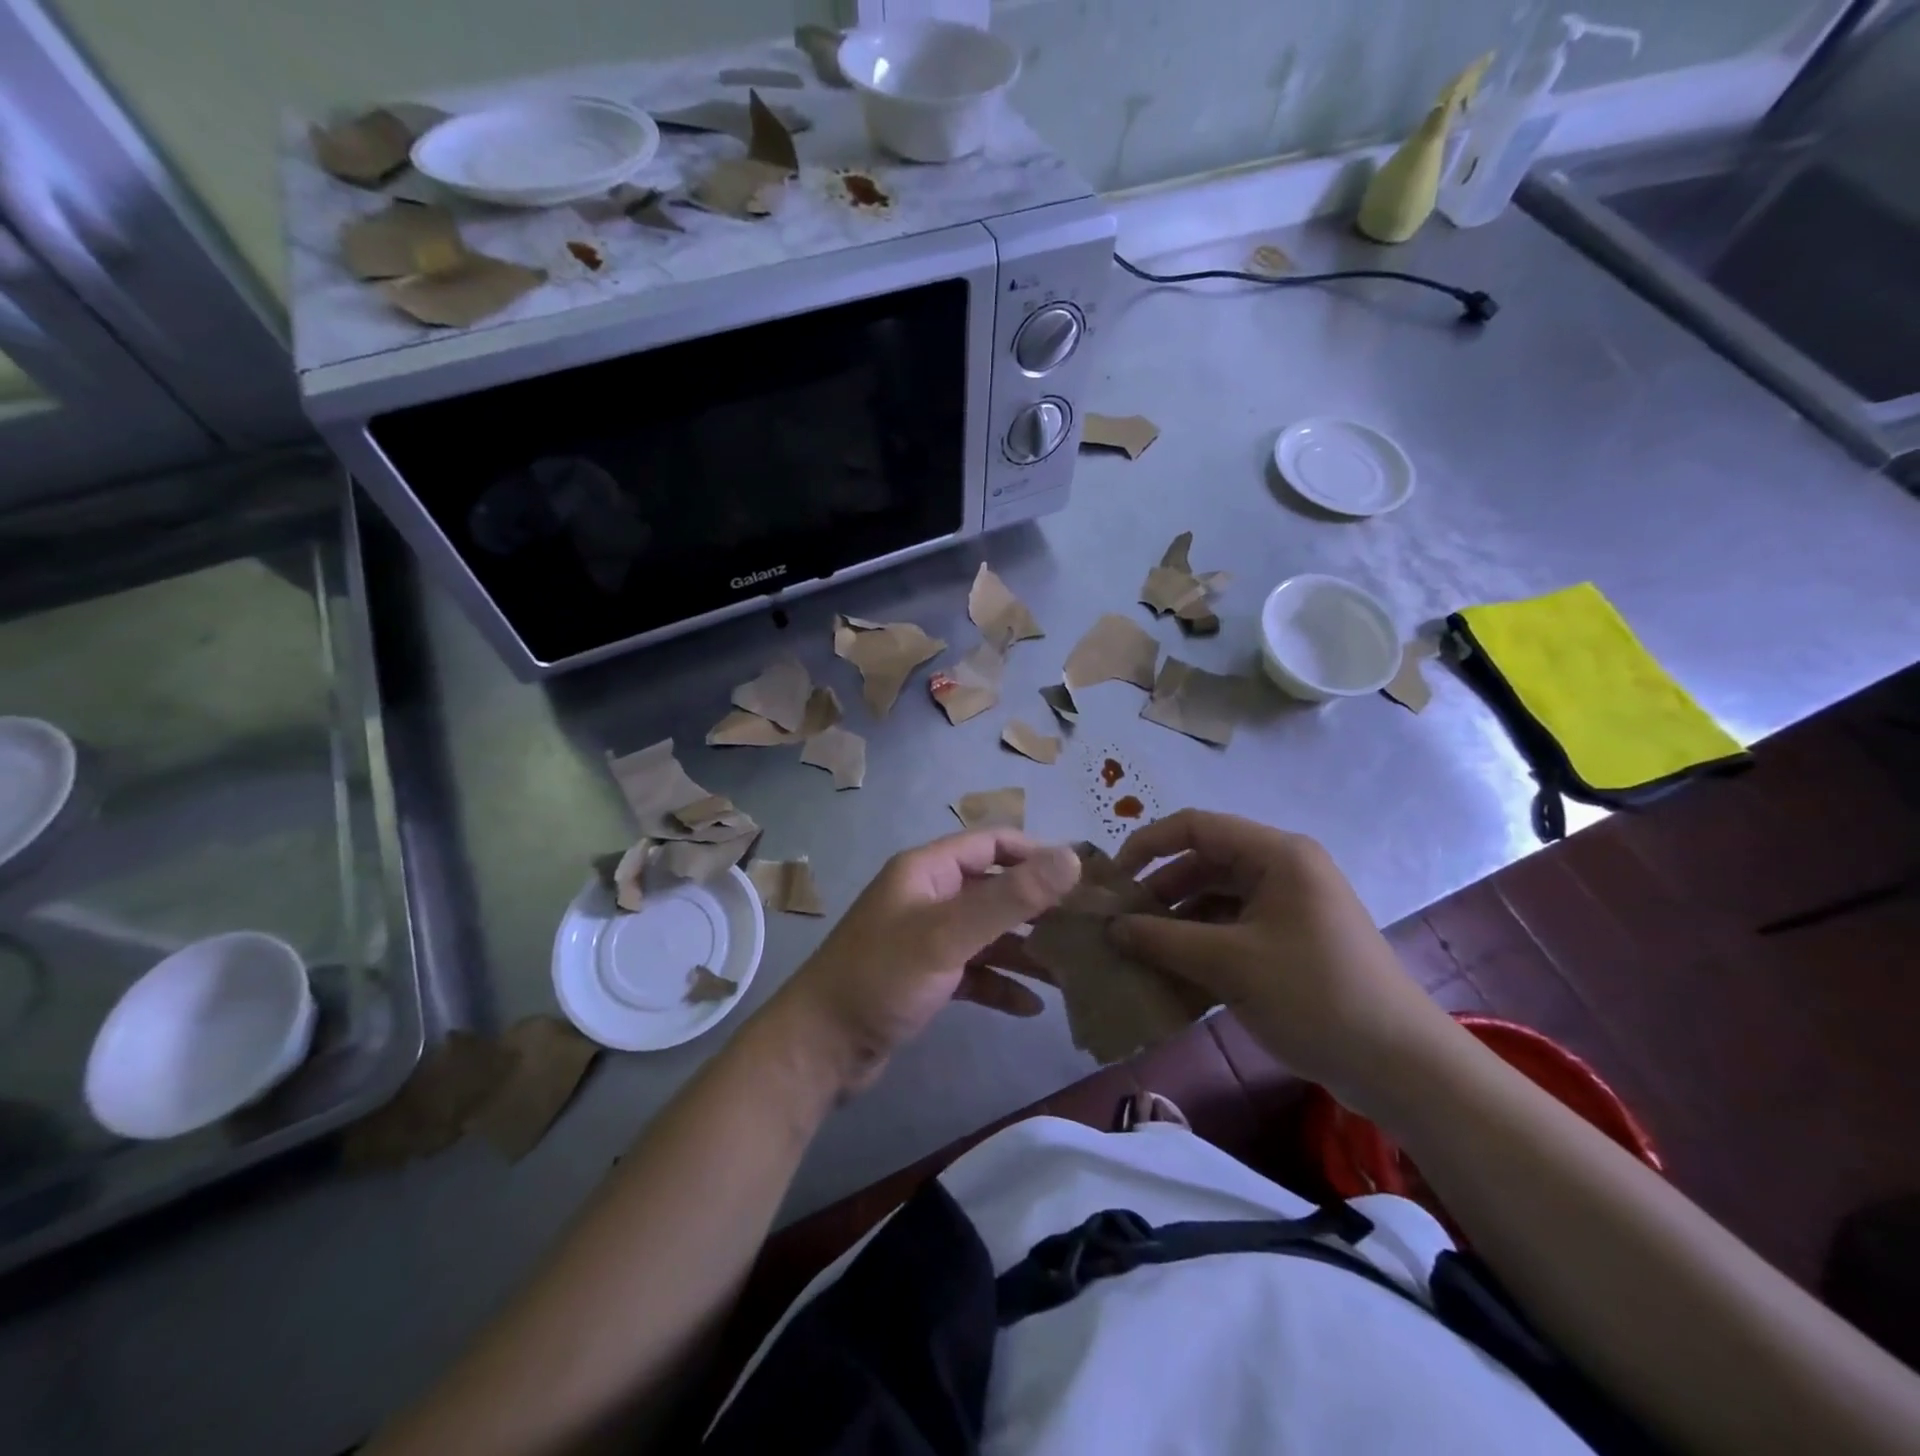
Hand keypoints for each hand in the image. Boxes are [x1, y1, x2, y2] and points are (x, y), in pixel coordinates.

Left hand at [770, 830, 1080, 1093]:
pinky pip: (974, 971)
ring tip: (1072, 971)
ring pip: (988, 934)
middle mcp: (928, 896)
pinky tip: (1032, 1007)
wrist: (819, 1049)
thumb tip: (1072, 858)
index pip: (992, 843)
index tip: (1083, 878)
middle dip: (1038, 907)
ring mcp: (926, 939)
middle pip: (994, 889)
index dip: (1037, 854)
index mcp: (927, 870)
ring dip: (1025, 950)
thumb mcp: (948, 934)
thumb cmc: (881, 978)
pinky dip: (1000, 984)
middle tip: (1087, 928)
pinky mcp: (926, 978)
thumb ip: (1010, 898)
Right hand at [1107, 810, 1463, 1112]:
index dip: (1149, 844)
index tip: (1114, 879)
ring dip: (1178, 920)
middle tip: (1121, 922)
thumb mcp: (1230, 964)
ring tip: (1139, 949)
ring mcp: (1289, 906)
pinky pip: (1233, 927)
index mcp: (1276, 855)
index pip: (1197, 827)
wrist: (1399, 1065)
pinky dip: (1201, 944)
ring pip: (1216, 897)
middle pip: (1205, 862)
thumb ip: (1163, 939)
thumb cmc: (1314, 996)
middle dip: (1160, 890)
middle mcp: (1282, 869)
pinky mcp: (1291, 940)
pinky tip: (1173, 972)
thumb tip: (1111, 927)